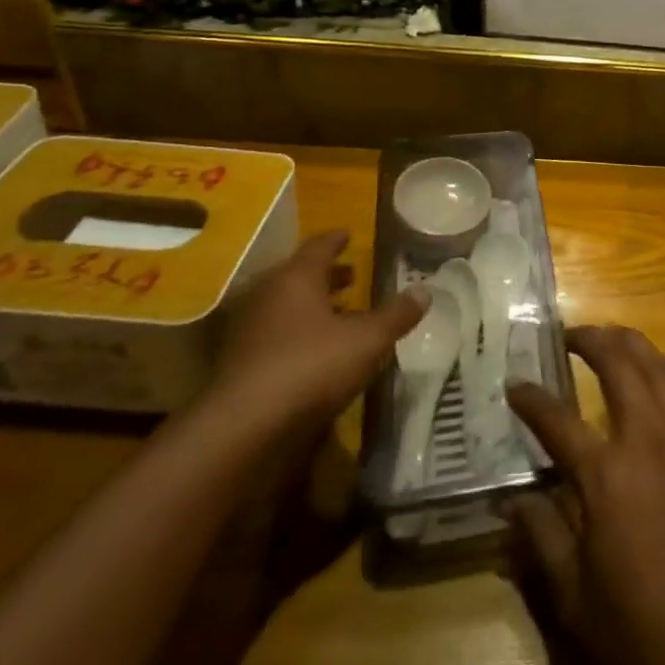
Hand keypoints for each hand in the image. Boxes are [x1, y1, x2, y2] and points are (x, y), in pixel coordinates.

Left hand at [207, 230, 427, 434]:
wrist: (244, 429)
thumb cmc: (311, 367)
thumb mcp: (368, 340)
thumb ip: (396, 315)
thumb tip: (425, 291)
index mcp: (296, 278)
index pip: (318, 247)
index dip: (336, 240)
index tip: (348, 235)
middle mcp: (267, 296)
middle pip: (298, 276)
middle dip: (326, 276)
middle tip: (350, 275)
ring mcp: (248, 331)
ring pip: (284, 308)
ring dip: (310, 307)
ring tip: (338, 314)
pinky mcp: (238, 365)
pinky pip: (274, 337)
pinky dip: (295, 335)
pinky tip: (315, 352)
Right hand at [505, 327, 664, 664]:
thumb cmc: (639, 625)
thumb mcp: (572, 593)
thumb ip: (541, 535)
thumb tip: (512, 499)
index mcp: (606, 475)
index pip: (557, 420)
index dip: (531, 399)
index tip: (514, 384)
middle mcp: (648, 439)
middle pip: (618, 365)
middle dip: (590, 340)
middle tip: (570, 335)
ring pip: (660, 365)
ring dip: (632, 343)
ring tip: (612, 338)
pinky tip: (662, 369)